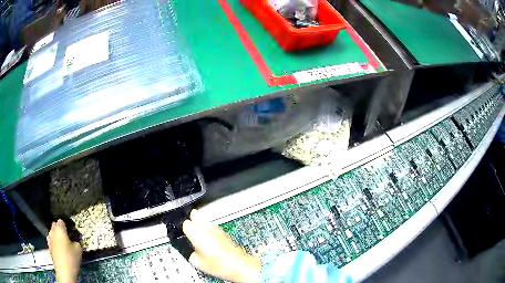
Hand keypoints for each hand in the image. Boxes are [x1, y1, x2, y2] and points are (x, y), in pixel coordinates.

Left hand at [47, 219, 81, 282]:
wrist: (64, 271)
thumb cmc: (71, 258)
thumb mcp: (79, 249)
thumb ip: (76, 241)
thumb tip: (74, 241)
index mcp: (60, 228)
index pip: (61, 221)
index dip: (66, 225)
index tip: (70, 231)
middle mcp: (53, 231)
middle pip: (55, 225)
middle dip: (60, 229)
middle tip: (67, 237)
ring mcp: (49, 239)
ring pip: (52, 233)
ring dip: (56, 236)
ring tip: (63, 244)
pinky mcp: (49, 247)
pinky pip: (51, 241)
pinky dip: (55, 243)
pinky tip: (60, 250)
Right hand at [183, 209, 260, 282]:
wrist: (239, 265)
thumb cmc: (220, 265)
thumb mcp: (197, 262)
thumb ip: (191, 253)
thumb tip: (192, 251)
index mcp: (198, 234)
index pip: (185, 223)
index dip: (182, 228)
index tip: (182, 233)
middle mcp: (208, 229)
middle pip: (196, 215)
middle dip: (192, 219)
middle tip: (189, 227)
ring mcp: (218, 230)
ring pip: (206, 221)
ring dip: (201, 225)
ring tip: (199, 235)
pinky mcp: (225, 234)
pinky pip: (214, 228)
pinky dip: (210, 231)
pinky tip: (210, 240)